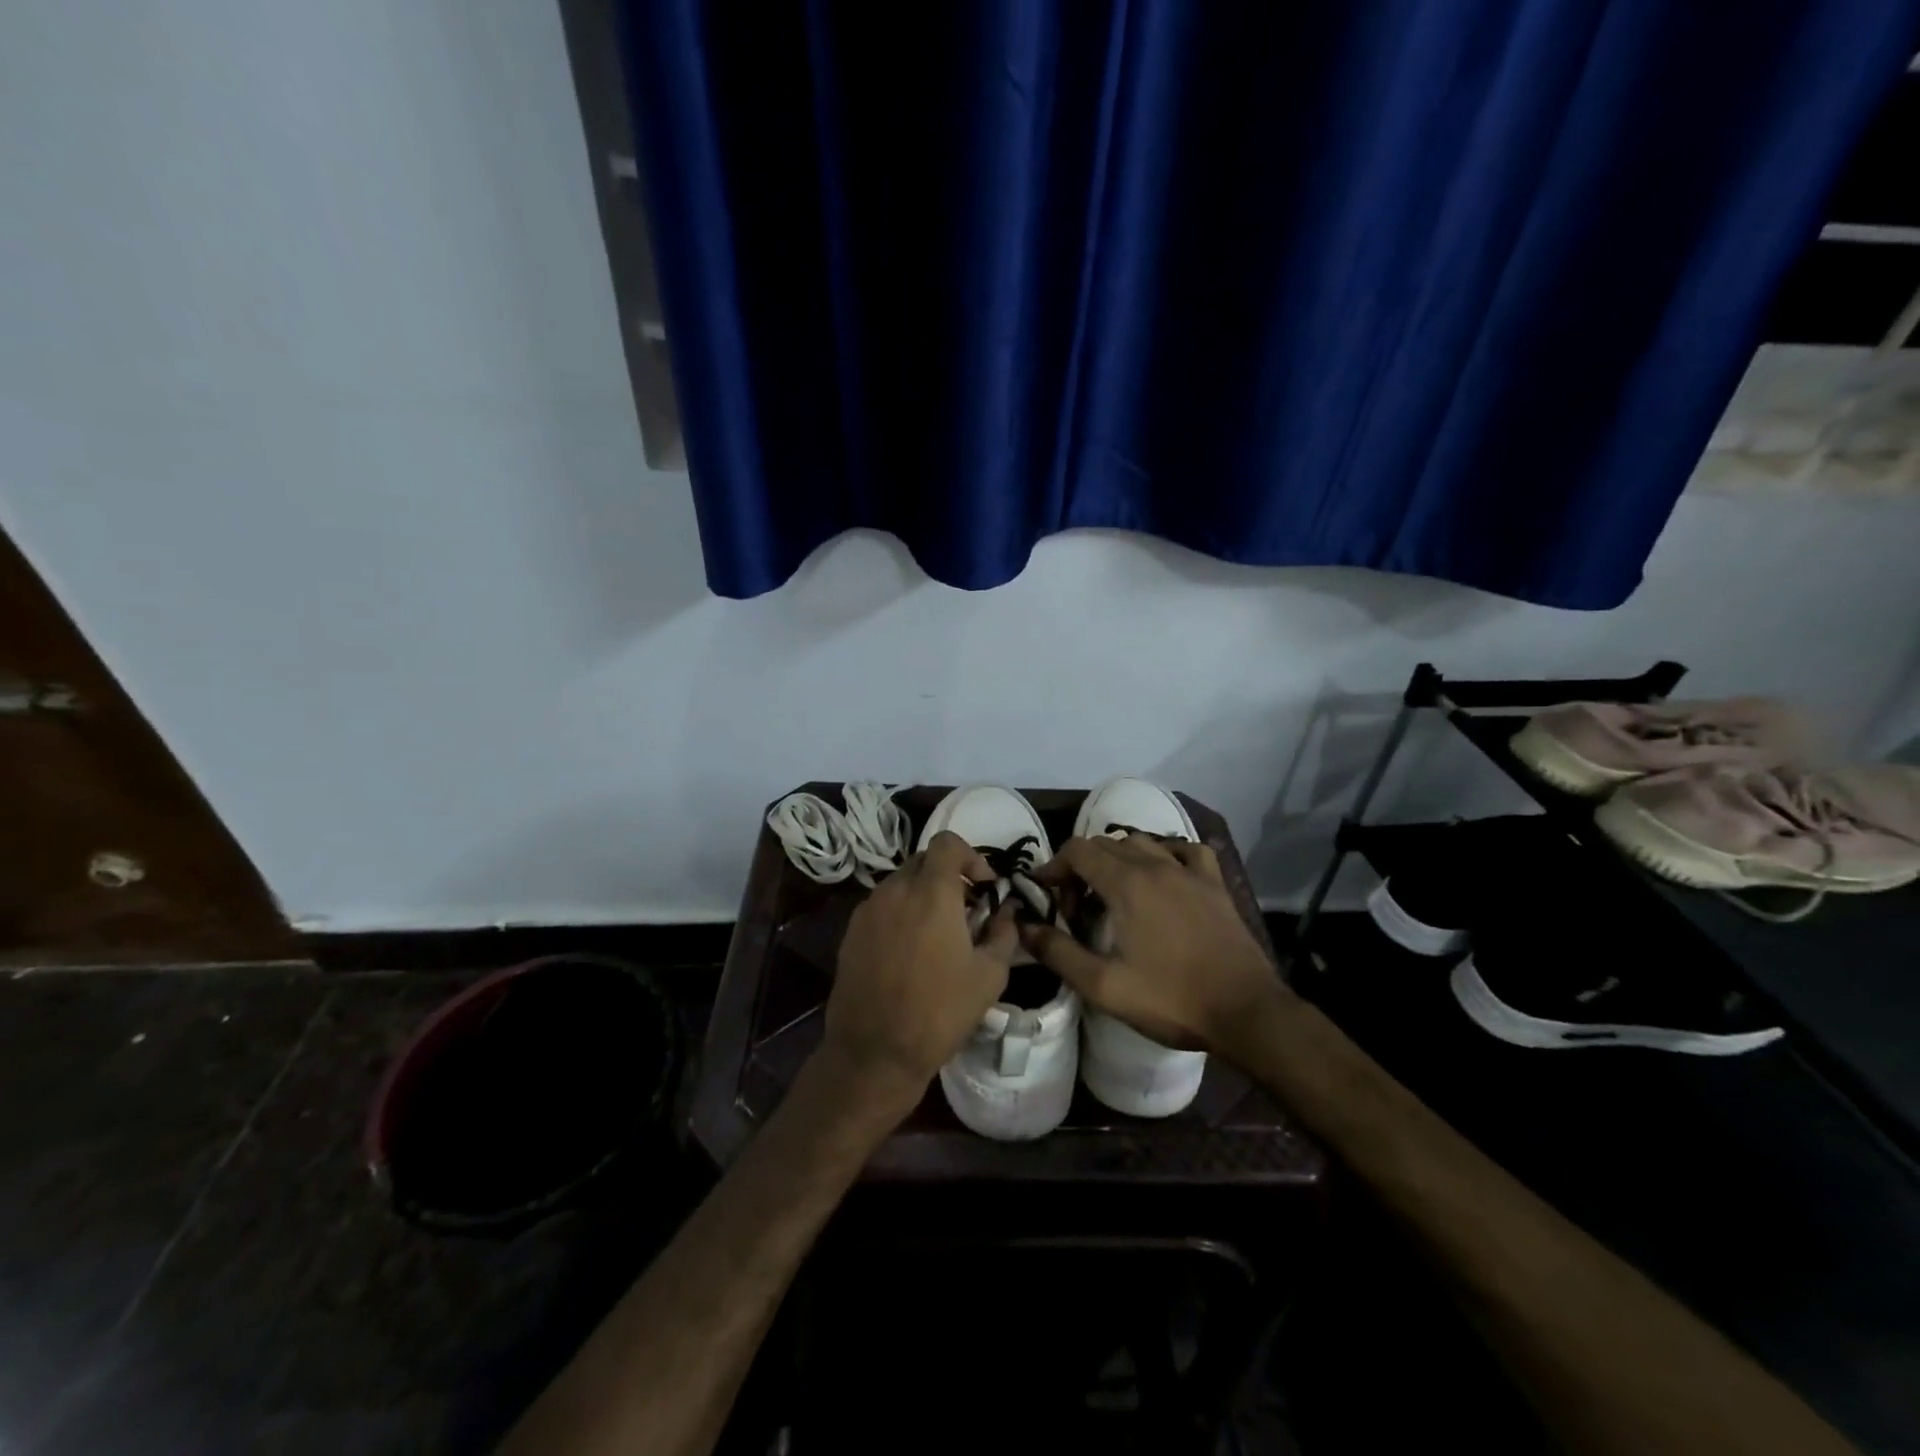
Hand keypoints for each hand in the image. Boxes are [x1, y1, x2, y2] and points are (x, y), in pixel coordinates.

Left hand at [819, 831, 1017, 1122]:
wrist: (874, 1052)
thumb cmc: (940, 1012)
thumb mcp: (989, 976)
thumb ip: (1003, 933)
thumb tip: (1007, 911)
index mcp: (931, 892)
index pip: (947, 843)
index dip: (970, 856)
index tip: (983, 887)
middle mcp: (895, 890)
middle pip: (923, 860)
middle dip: (948, 875)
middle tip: (965, 909)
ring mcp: (868, 910)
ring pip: (900, 882)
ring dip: (922, 894)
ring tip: (938, 932)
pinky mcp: (851, 932)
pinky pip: (882, 906)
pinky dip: (900, 913)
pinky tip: (909, 950)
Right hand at [1022, 834, 1287, 1059]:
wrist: (1246, 1012)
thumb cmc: (1172, 999)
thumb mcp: (1104, 986)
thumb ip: (1058, 953)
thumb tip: (1023, 928)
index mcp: (1126, 884)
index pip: (1078, 850)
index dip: (1055, 867)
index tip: (1047, 895)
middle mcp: (1156, 865)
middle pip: (1106, 843)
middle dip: (1081, 867)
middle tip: (1077, 908)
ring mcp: (1190, 871)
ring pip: (1142, 842)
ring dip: (1118, 859)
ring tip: (1113, 894)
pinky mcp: (1215, 884)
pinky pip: (1184, 850)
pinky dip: (1165, 854)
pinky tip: (1163, 876)